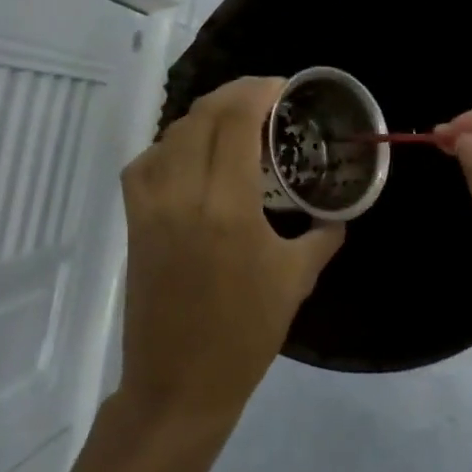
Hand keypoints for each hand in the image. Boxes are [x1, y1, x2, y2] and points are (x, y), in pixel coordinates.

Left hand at [119, 77, 344, 427]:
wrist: (180, 384)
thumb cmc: (245, 335)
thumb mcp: (296, 281)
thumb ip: (322, 236)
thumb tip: (337, 213)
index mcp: (227, 208)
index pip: (235, 121)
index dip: (258, 91)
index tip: (283, 87)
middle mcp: (182, 195)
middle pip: (201, 117)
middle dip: (234, 95)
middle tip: (264, 99)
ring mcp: (151, 208)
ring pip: (170, 135)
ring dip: (203, 117)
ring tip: (232, 123)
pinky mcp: (134, 223)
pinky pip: (145, 164)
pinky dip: (169, 146)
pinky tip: (191, 157)